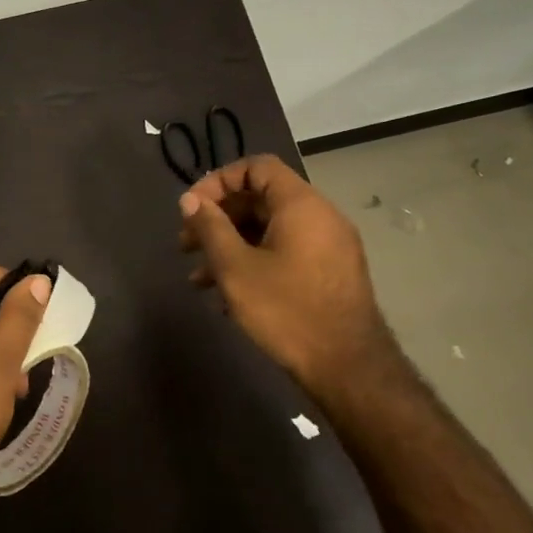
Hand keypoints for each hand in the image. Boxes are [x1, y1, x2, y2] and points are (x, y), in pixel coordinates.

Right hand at [178, 155, 389, 385]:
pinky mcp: (329, 272)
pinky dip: (254, 261)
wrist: (346, 365)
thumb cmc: (286, 310)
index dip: (218, 181)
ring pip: (269, 230)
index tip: (192, 209)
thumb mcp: (235, 268)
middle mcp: (320, 216)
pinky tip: (228, 296)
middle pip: (260, 199)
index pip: (256, 167)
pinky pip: (285, 251)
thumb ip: (209, 228)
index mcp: (300, 204)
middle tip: (185, 245)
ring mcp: (329, 245)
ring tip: (199, 279)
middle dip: (218, 219)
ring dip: (230, 246)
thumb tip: (190, 200)